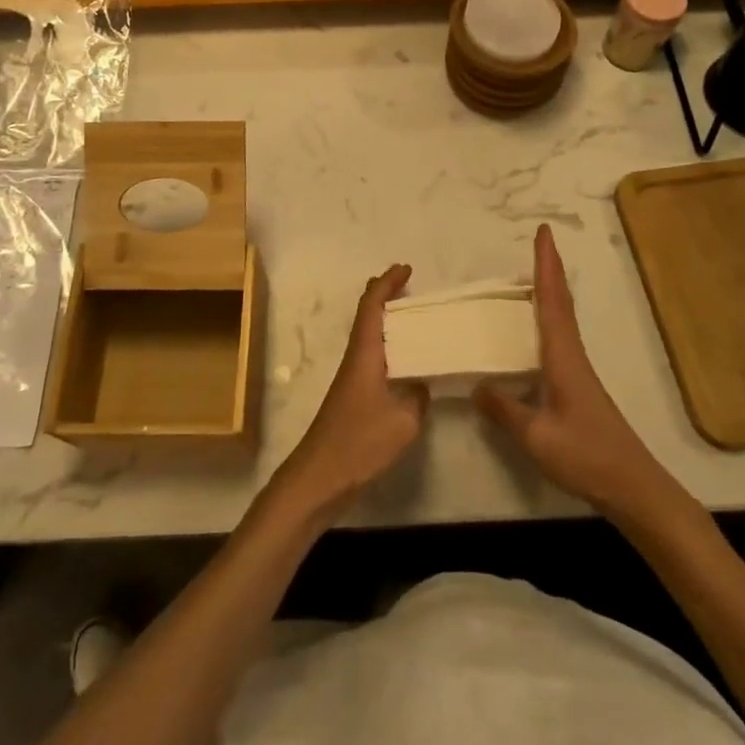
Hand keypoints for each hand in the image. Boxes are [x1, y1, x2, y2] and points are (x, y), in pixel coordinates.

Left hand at [272, 264, 427, 519]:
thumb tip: (424, 383)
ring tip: (416, 318)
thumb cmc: (359, 442)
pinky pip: (374, 357)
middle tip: (411, 287)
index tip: (406, 269)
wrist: (320, 476)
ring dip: (388, 321)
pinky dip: (390, 347)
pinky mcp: (354, 396)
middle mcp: (356, 357)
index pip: (372, 305)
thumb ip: (418, 396)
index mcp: (364, 353)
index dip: (387, 283)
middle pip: (367, 314)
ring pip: (370, 336)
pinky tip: (407, 362)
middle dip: (386, 295)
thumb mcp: (403, 420)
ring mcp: (352, 377)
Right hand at [475, 226, 659, 511]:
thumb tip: (476, 384)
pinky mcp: (579, 386)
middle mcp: (572, 355)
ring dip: (550, 289)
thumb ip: (504, 409)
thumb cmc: (586, 456)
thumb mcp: (536, 436)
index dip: (546, 265)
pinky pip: (560, 337)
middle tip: (541, 240)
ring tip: (533, 272)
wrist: (633, 487)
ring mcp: (578, 370)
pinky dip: (549, 316)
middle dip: (550, 268)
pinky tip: (538, 327)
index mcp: (563, 357)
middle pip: (560, 301)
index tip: (543, 232)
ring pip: (562, 318)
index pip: (551, 301)